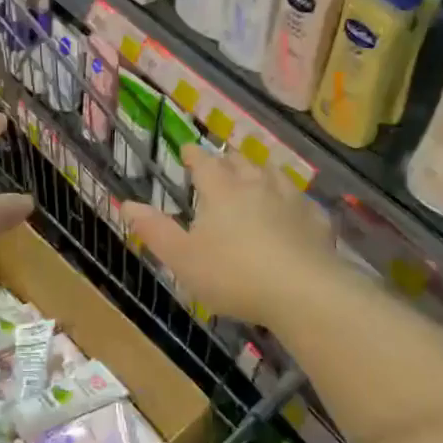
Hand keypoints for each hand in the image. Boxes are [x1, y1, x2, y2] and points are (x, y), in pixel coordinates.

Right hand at [124, 146, 340, 325]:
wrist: (303, 292)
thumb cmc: (233, 274)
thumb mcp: (183, 258)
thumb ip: (155, 230)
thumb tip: (126, 204)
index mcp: (221, 190)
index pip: (204, 162)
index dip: (194, 155)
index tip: (188, 150)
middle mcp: (256, 185)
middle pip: (241, 161)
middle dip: (228, 159)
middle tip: (222, 161)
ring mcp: (291, 199)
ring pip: (274, 174)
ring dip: (262, 171)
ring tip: (257, 175)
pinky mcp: (316, 220)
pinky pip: (303, 202)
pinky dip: (294, 202)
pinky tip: (295, 211)